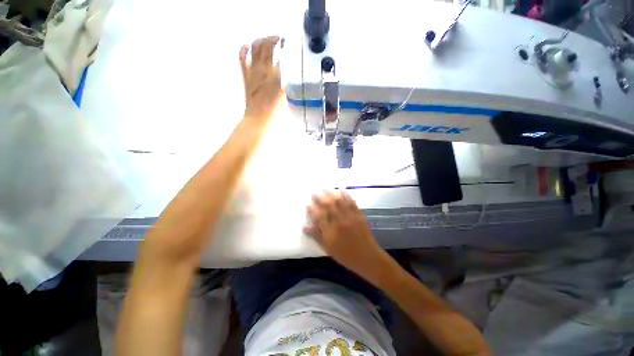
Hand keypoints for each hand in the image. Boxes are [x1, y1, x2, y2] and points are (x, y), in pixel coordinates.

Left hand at [240, 36, 283, 123]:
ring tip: (268, 41)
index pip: (279, 53)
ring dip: (261, 40)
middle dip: (273, 39)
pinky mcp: (245, 74)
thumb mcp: (284, 93)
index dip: (283, 46)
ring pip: (255, 47)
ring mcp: (252, 70)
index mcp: (274, 73)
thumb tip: (283, 69)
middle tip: (279, 40)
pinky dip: (244, 49)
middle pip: (267, 46)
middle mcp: (263, 67)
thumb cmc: (274, 109)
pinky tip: (247, 45)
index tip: (287, 44)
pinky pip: (242, 58)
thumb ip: (284, 79)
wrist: (259, 116)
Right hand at [304, 191, 384, 275]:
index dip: (312, 210)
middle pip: (328, 206)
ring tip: (325, 188)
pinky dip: (346, 195)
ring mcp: (350, 217)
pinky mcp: (358, 215)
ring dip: (331, 194)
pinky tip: (341, 190)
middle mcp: (340, 221)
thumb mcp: (328, 248)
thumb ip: (316, 236)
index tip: (307, 204)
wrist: (367, 257)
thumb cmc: (345, 255)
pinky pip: (351, 203)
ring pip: (339, 202)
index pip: (319, 217)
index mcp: (331, 231)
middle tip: (314, 192)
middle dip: (320, 198)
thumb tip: (304, 227)